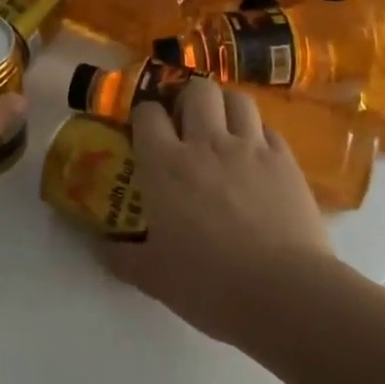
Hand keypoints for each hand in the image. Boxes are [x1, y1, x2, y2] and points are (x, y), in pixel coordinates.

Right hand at [101, 79, 333, 342]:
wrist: (284, 292)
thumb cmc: (209, 284)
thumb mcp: (152, 276)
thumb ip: (121, 257)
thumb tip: (99, 248)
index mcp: (165, 165)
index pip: (147, 113)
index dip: (144, 115)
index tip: (144, 130)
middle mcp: (206, 143)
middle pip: (197, 90)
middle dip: (188, 98)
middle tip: (185, 123)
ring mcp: (250, 148)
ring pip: (237, 99)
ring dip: (225, 106)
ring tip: (222, 128)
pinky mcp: (285, 160)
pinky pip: (268, 128)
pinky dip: (257, 133)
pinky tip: (255, 155)